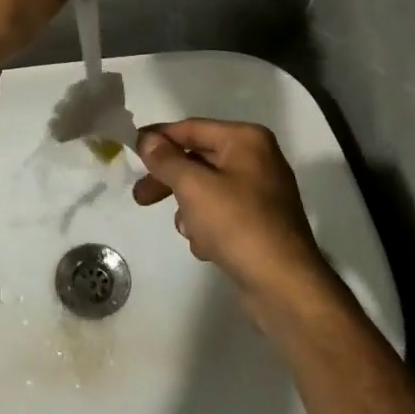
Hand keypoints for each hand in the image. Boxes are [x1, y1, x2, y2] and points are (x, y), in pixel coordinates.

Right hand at [134, 120, 333, 323]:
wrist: (283, 285)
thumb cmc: (237, 224)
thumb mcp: (193, 186)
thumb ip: (166, 159)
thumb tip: (147, 138)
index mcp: (246, 140)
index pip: (191, 128)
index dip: (159, 137)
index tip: (130, 149)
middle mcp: (256, 159)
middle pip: (198, 159)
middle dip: (170, 180)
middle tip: (140, 197)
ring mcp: (260, 192)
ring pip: (206, 190)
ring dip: (190, 209)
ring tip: (189, 231)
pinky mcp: (259, 223)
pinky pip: (221, 214)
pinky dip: (208, 227)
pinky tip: (208, 247)